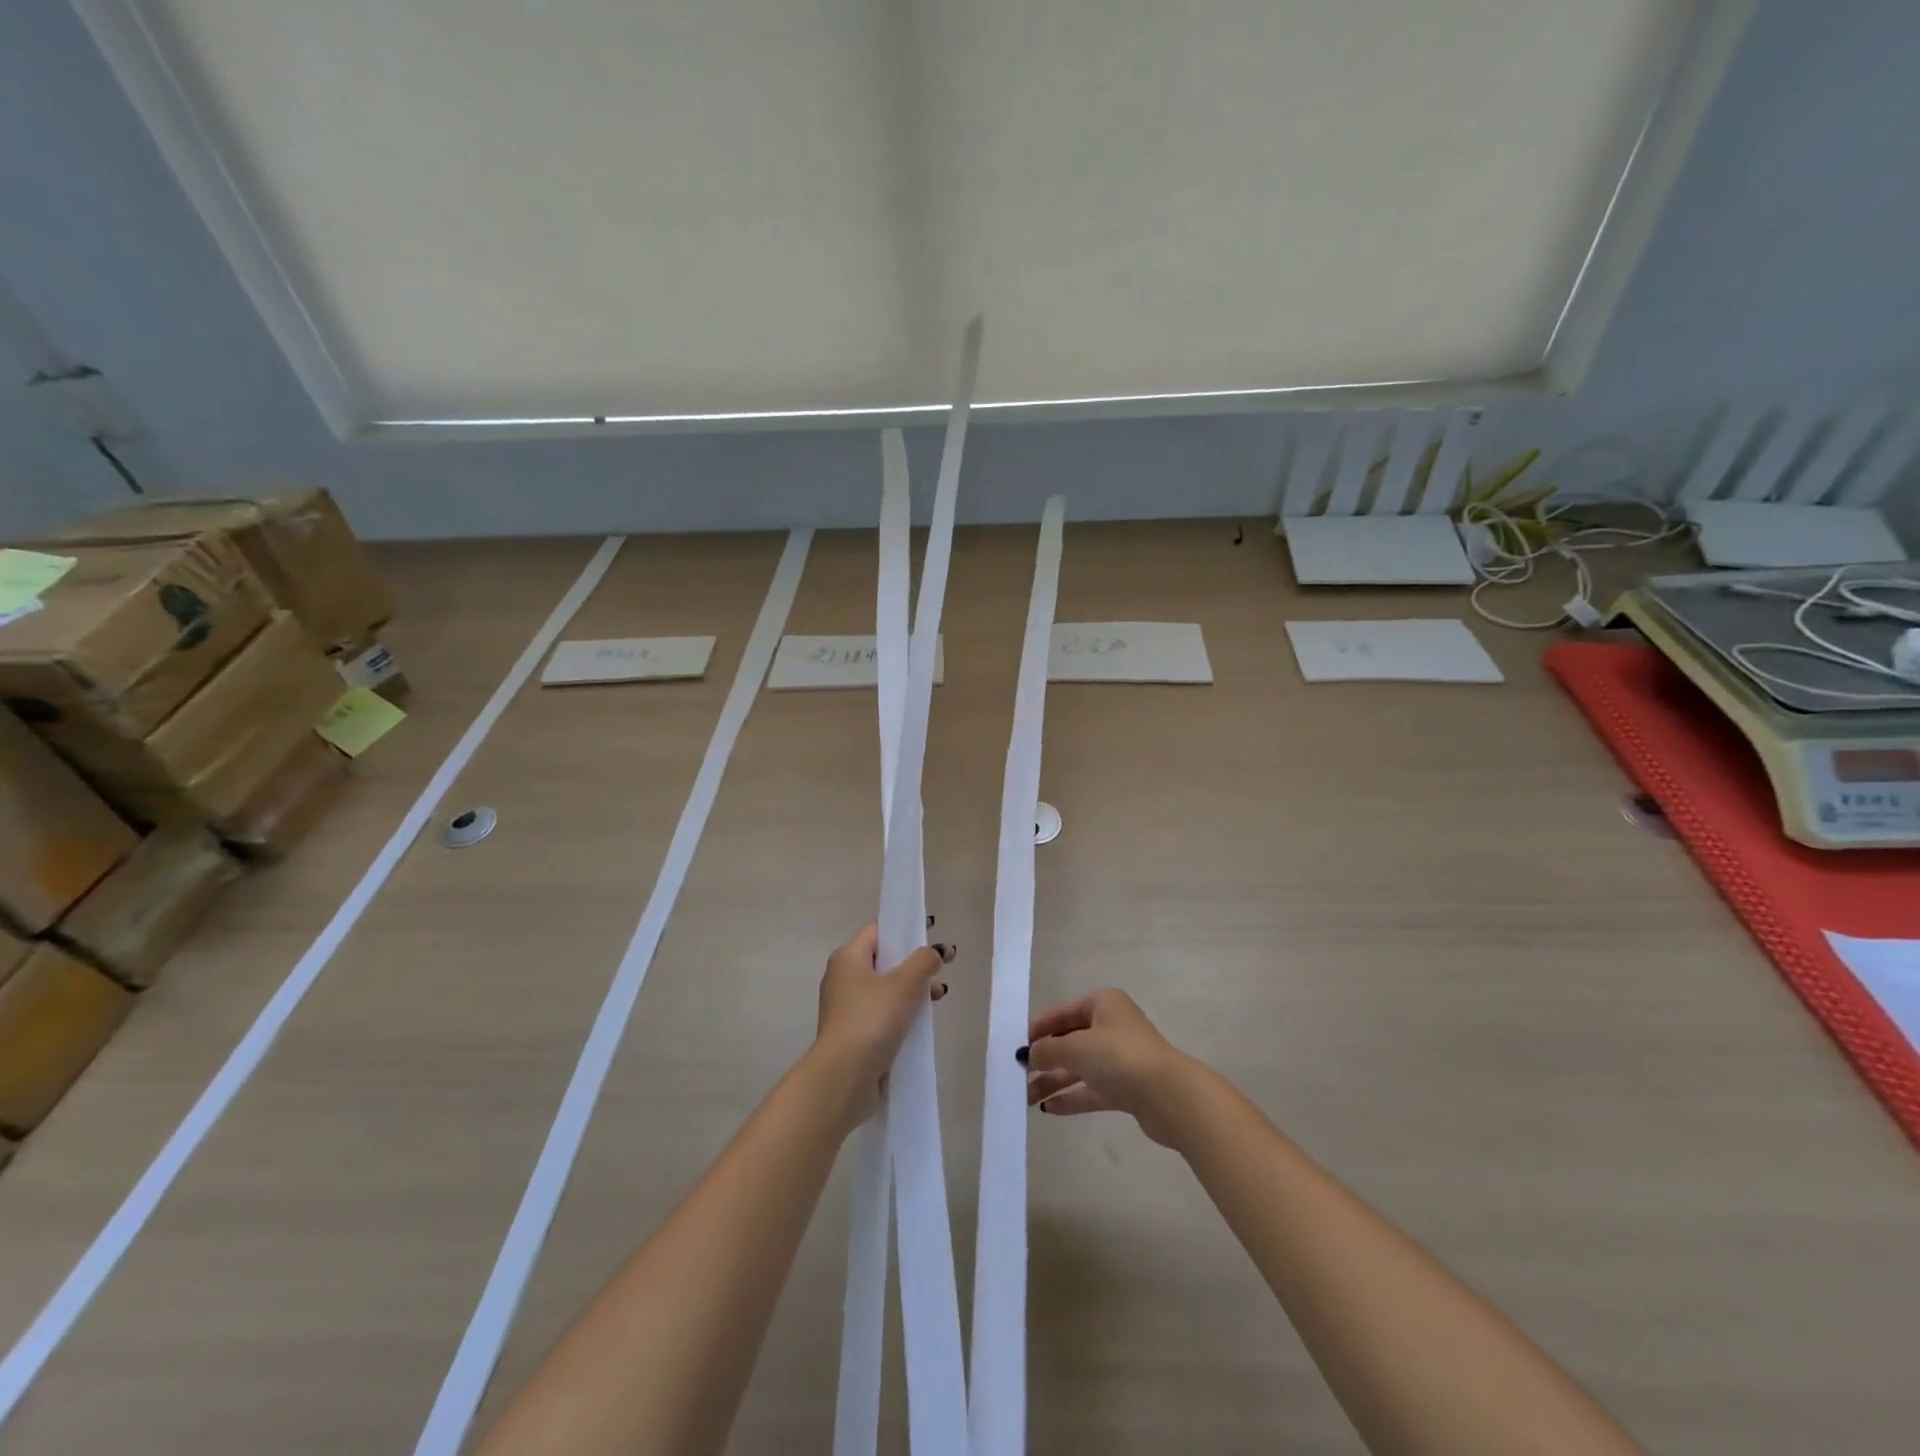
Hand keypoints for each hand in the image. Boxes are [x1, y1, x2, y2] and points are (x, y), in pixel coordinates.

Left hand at [815, 924, 953, 1125]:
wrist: (843, 1078)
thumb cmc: (872, 1020)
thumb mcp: (905, 984)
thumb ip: (924, 961)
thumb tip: (934, 952)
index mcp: (848, 957)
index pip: (879, 931)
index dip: (906, 932)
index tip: (932, 941)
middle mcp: (843, 978)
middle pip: (884, 961)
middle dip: (914, 966)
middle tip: (941, 974)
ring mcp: (846, 1007)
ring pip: (885, 989)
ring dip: (912, 992)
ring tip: (938, 1000)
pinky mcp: (853, 1033)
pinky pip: (881, 1013)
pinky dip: (901, 1013)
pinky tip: (921, 1024)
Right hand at [1022, 989, 1198, 1147]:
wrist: (1169, 1096)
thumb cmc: (1119, 1057)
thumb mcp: (1076, 1048)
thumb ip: (1048, 1050)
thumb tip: (1027, 1054)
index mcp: (1102, 1004)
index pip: (1061, 1013)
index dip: (1037, 1029)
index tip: (1014, 1047)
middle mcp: (1111, 1026)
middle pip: (1069, 1040)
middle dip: (1043, 1058)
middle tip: (1017, 1076)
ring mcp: (1120, 1058)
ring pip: (1078, 1067)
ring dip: (1052, 1080)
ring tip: (1025, 1097)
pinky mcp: (1126, 1088)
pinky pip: (1091, 1089)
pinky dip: (1071, 1097)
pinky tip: (1048, 1109)